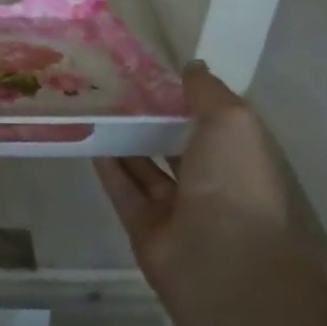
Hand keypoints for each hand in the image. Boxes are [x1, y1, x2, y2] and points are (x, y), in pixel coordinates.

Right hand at [96, 62, 326, 305]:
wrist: (220, 260)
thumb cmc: (233, 180)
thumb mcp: (231, 119)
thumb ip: (207, 90)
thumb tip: (191, 65)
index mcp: (238, 156)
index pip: (210, 121)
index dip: (185, 97)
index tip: (154, 70)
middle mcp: (211, 181)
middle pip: (175, 143)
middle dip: (150, 118)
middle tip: (116, 85)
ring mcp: (178, 208)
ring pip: (146, 167)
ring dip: (125, 140)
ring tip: (96, 105)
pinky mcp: (146, 228)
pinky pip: (125, 191)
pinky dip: (109, 167)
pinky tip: (89, 138)